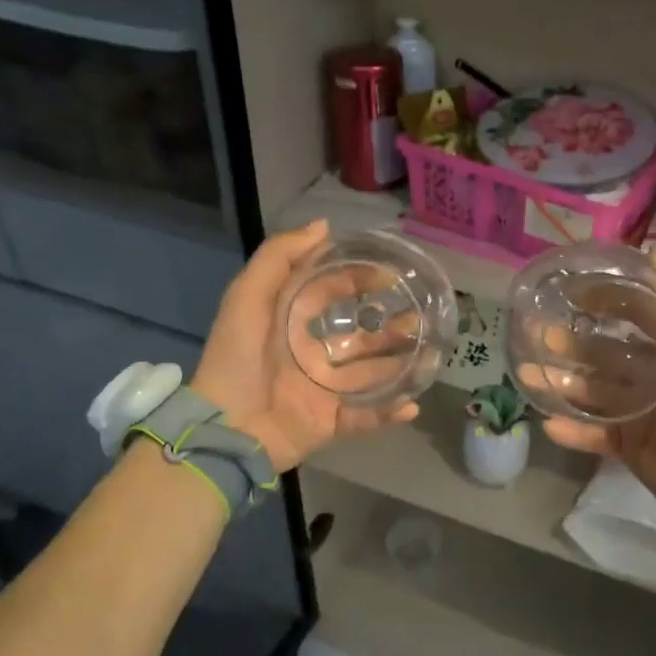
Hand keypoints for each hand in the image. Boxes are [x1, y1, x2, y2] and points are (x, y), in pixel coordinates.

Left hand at [191, 219, 419, 471]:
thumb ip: (279, 257)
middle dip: (389, 326)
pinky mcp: (328, 423)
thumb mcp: (247, 297)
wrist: (224, 429)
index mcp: (291, 323)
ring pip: (370, 375)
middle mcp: (311, 354)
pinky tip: (412, 405)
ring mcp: (322, 391)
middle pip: (359, 337)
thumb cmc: (236, 359)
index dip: (357, 279)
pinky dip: (389, 414)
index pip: (330, 293)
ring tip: (431, 354)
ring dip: (400, 365)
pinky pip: (364, 418)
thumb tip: (324, 227)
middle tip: (419, 316)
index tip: (390, 275)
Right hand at [534, 249, 655, 518]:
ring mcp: (641, 412)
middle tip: (539, 332)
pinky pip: (593, 434)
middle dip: (573, 342)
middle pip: (606, 352)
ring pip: (592, 390)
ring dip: (561, 381)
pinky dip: (572, 429)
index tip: (574, 292)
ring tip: (528, 372)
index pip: (638, 314)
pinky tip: (548, 422)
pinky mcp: (630, 445)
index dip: (609, 299)